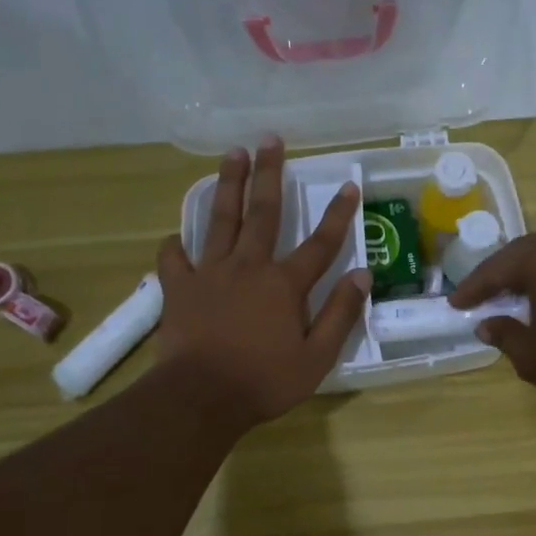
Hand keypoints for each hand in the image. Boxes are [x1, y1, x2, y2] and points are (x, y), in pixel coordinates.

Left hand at [155, 136, 370, 429]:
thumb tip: (362, 276)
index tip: (348, 185)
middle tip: (270, 139)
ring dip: (227, 185)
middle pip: (262, 213)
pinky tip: (176, 237)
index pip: (319, 244)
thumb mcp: (317, 357)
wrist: (202, 397)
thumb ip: (340, 314)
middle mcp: (247, 267)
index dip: (337, 215)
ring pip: (219, 220)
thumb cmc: (265, 381)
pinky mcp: (178, 289)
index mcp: (284, 285)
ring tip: (231, 154)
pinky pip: (174, 258)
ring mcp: (209, 274)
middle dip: (269, 174)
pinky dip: (175, 245)